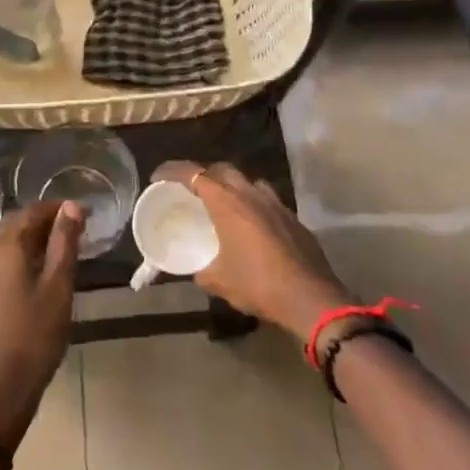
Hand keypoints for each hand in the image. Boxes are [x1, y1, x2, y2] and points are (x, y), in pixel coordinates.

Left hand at [0, 199, 83, 452]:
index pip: (32, 211)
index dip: (58, 208)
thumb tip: (71, 207)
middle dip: (46, 220)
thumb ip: (64, 243)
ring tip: (65, 247)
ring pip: (10, 243)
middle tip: (77, 227)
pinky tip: (44, 271)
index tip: (85, 212)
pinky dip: (26, 256)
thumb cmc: (33, 335)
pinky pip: (5, 261)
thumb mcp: (58, 287)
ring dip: (36, 238)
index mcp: (5, 246)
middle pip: (17, 224)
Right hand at [156, 162, 351, 343]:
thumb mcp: (220, 281)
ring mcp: (276, 203)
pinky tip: (251, 226)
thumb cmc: (258, 285)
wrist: (311, 299)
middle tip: (191, 189)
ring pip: (248, 182)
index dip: (172, 171)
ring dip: (232, 186)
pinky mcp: (293, 218)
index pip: (194, 174)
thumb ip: (203, 270)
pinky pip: (266, 200)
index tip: (158, 177)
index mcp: (227, 203)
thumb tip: (196, 270)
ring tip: (222, 204)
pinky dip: (253, 204)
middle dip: (204, 174)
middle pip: (222, 170)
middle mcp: (251, 194)